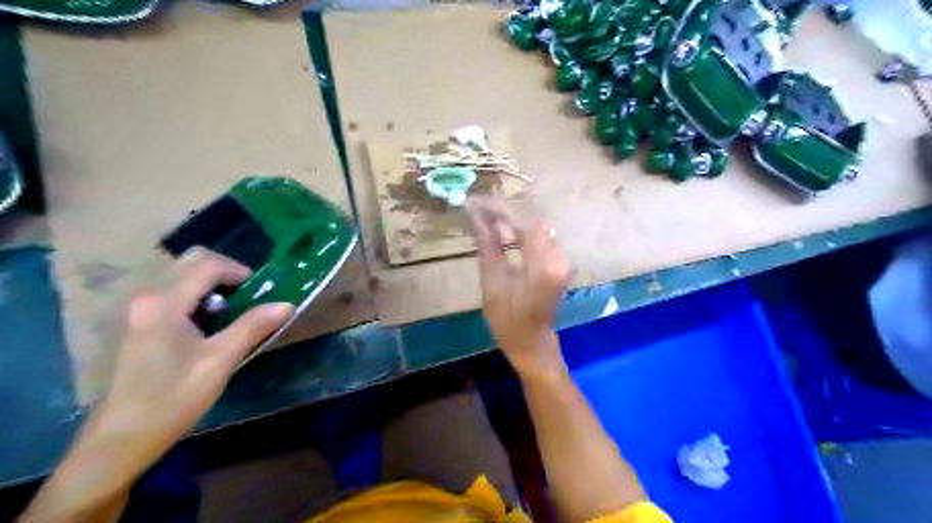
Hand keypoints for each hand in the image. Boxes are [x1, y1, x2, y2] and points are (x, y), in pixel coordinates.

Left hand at [18, 250, 292, 522]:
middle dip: (225, 272)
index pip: (208, 265)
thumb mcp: (220, 361)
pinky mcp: (137, 322)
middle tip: (246, 297)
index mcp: (164, 302)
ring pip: (181, 274)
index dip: (239, 272)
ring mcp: (138, 309)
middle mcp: (146, 296)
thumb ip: (253, 327)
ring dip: (211, 283)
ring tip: (230, 312)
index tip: (260, 293)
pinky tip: (207, 324)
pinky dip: (197, 295)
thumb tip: (286, 304)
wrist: (121, 439)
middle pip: (191, 261)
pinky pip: (172, 291)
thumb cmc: (173, 399)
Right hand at [465, 199, 568, 378]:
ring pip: (536, 226)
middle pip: (533, 220)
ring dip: (512, 219)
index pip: (524, 223)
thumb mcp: (493, 283)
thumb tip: (475, 215)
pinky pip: (539, 237)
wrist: (532, 343)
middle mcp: (559, 257)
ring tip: (486, 216)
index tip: (476, 202)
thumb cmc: (508, 320)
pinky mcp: (559, 261)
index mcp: (543, 266)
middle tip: (478, 207)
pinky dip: (520, 230)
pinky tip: (503, 231)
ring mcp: (562, 259)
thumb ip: (488, 245)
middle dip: (505, 210)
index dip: (499, 209)